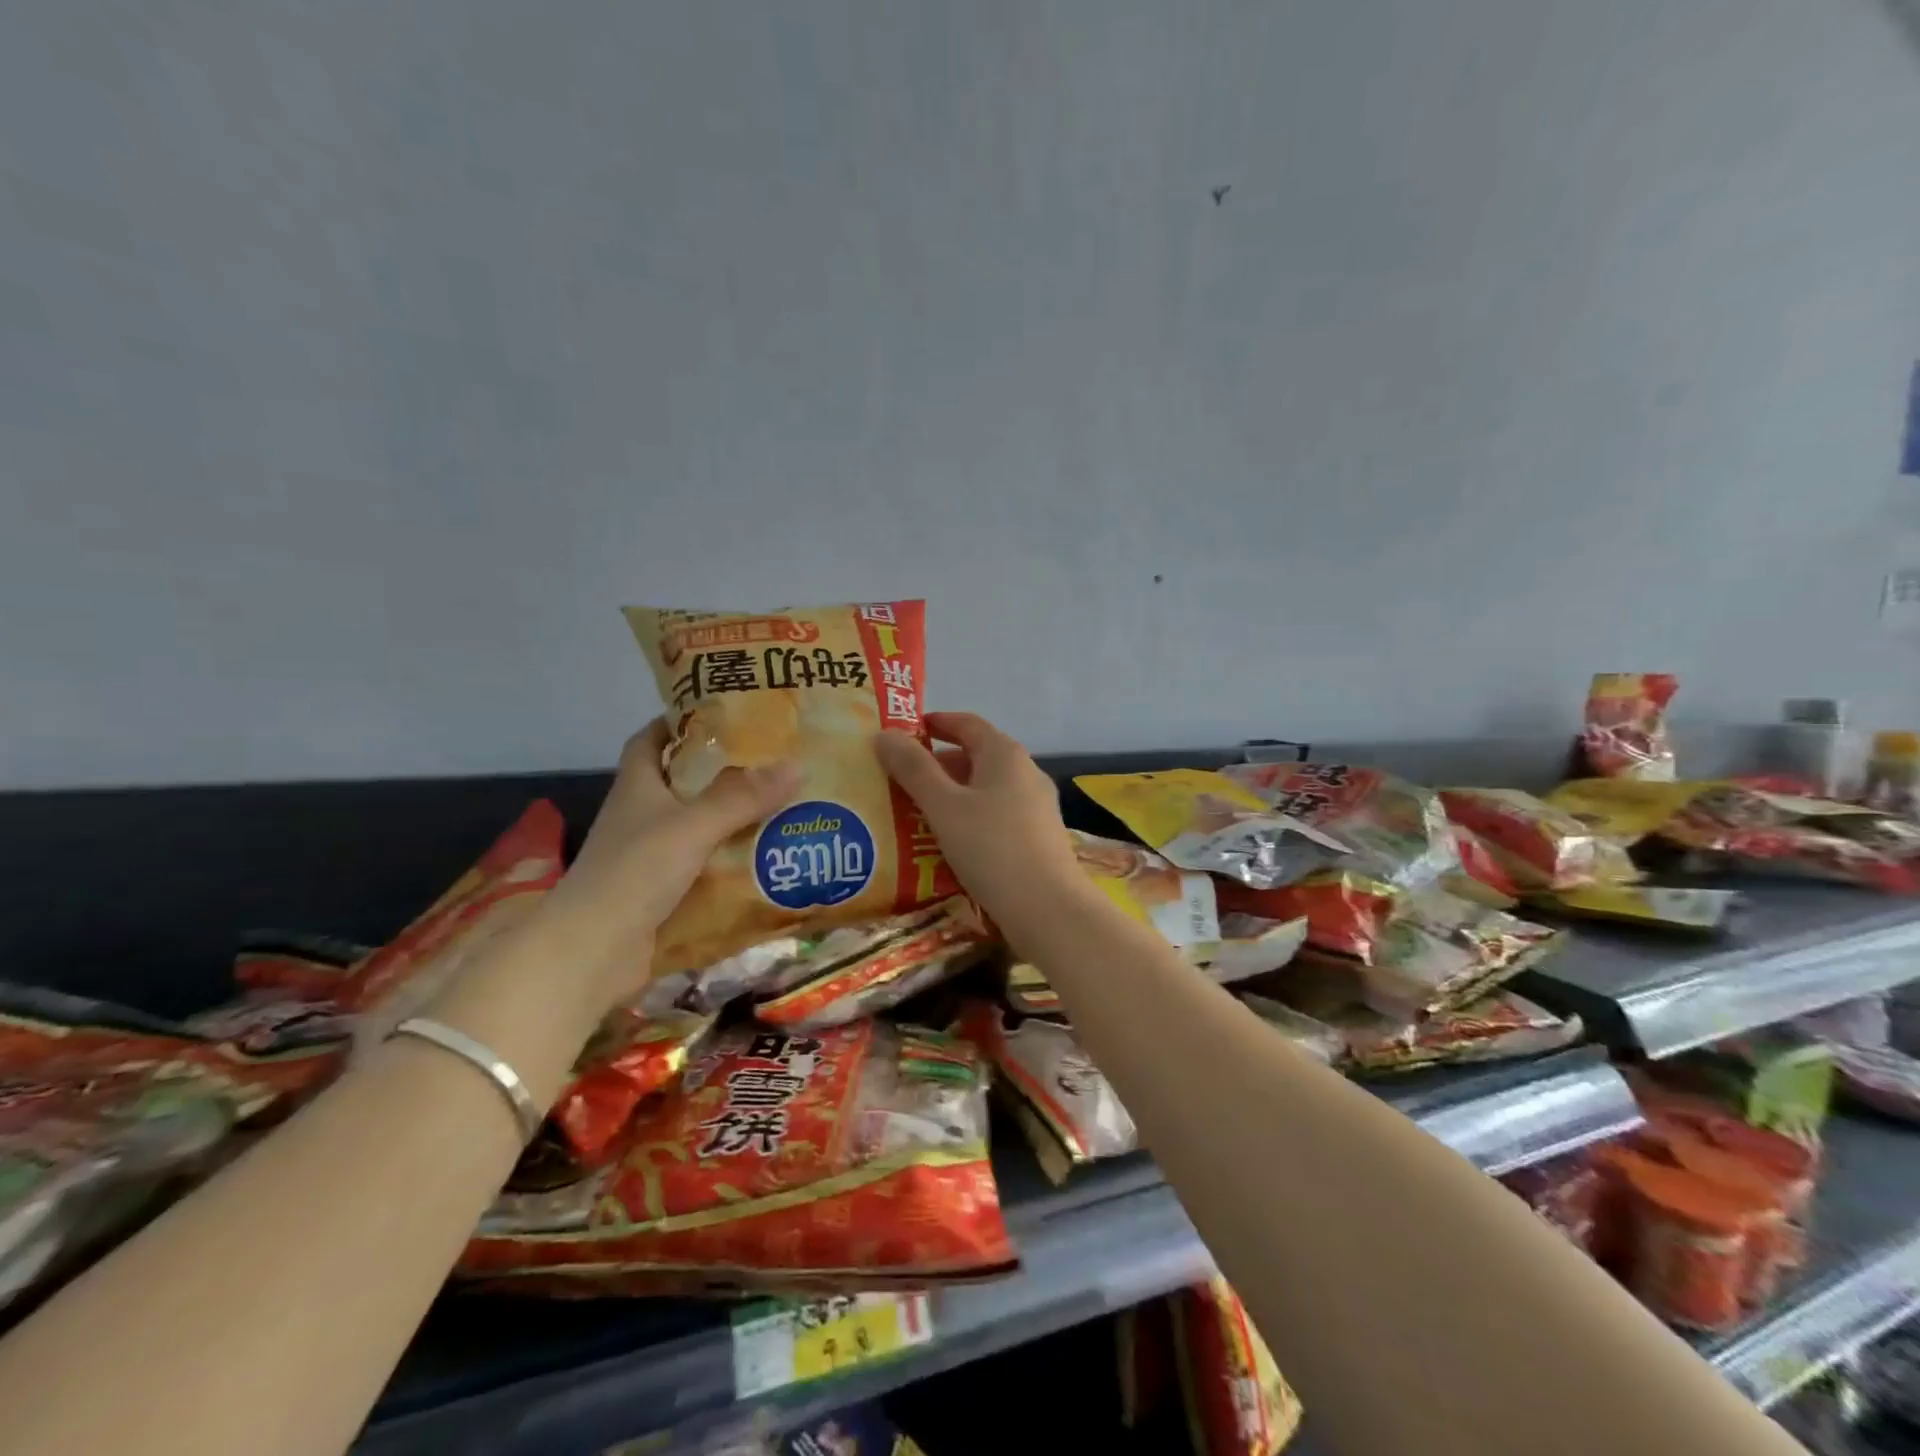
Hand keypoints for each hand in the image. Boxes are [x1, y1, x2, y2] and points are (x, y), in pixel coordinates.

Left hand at [538, 719, 799, 1007]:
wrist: (592, 952)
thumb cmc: (634, 872)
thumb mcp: (692, 826)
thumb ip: (742, 797)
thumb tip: (796, 765)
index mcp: (638, 786)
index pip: (652, 739)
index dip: (680, 722)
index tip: (724, 712)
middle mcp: (642, 815)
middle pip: (685, 782)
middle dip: (725, 771)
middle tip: (775, 760)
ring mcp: (652, 856)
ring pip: (700, 826)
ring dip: (735, 819)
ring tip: (785, 805)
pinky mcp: (665, 892)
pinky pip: (707, 866)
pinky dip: (733, 861)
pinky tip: (769, 858)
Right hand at [873, 712, 1083, 927]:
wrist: (1048, 909)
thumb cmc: (992, 848)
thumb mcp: (944, 806)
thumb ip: (913, 769)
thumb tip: (884, 734)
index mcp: (1004, 754)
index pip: (966, 723)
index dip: (935, 723)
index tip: (904, 732)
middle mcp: (1026, 772)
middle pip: (976, 756)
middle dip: (937, 764)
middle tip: (899, 779)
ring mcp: (1036, 805)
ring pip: (985, 789)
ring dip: (952, 795)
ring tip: (916, 813)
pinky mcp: (1038, 837)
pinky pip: (996, 815)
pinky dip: (970, 818)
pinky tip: (949, 843)